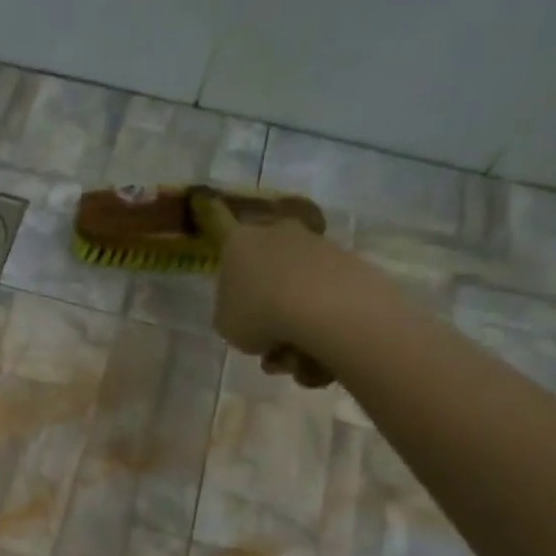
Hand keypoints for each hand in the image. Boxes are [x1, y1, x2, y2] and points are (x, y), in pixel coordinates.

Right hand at [213, 218, 346, 387]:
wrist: (326, 310)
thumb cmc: (259, 314)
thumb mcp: (226, 325)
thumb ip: (231, 312)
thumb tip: (248, 310)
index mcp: (238, 243)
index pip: (220, 223)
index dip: (212, 214)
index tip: (206, 199)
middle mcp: (277, 234)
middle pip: (264, 261)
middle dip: (264, 296)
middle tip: (264, 335)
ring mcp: (316, 245)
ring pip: (296, 284)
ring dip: (293, 317)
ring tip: (294, 356)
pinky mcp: (348, 262)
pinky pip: (324, 295)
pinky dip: (320, 320)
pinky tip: (319, 348)